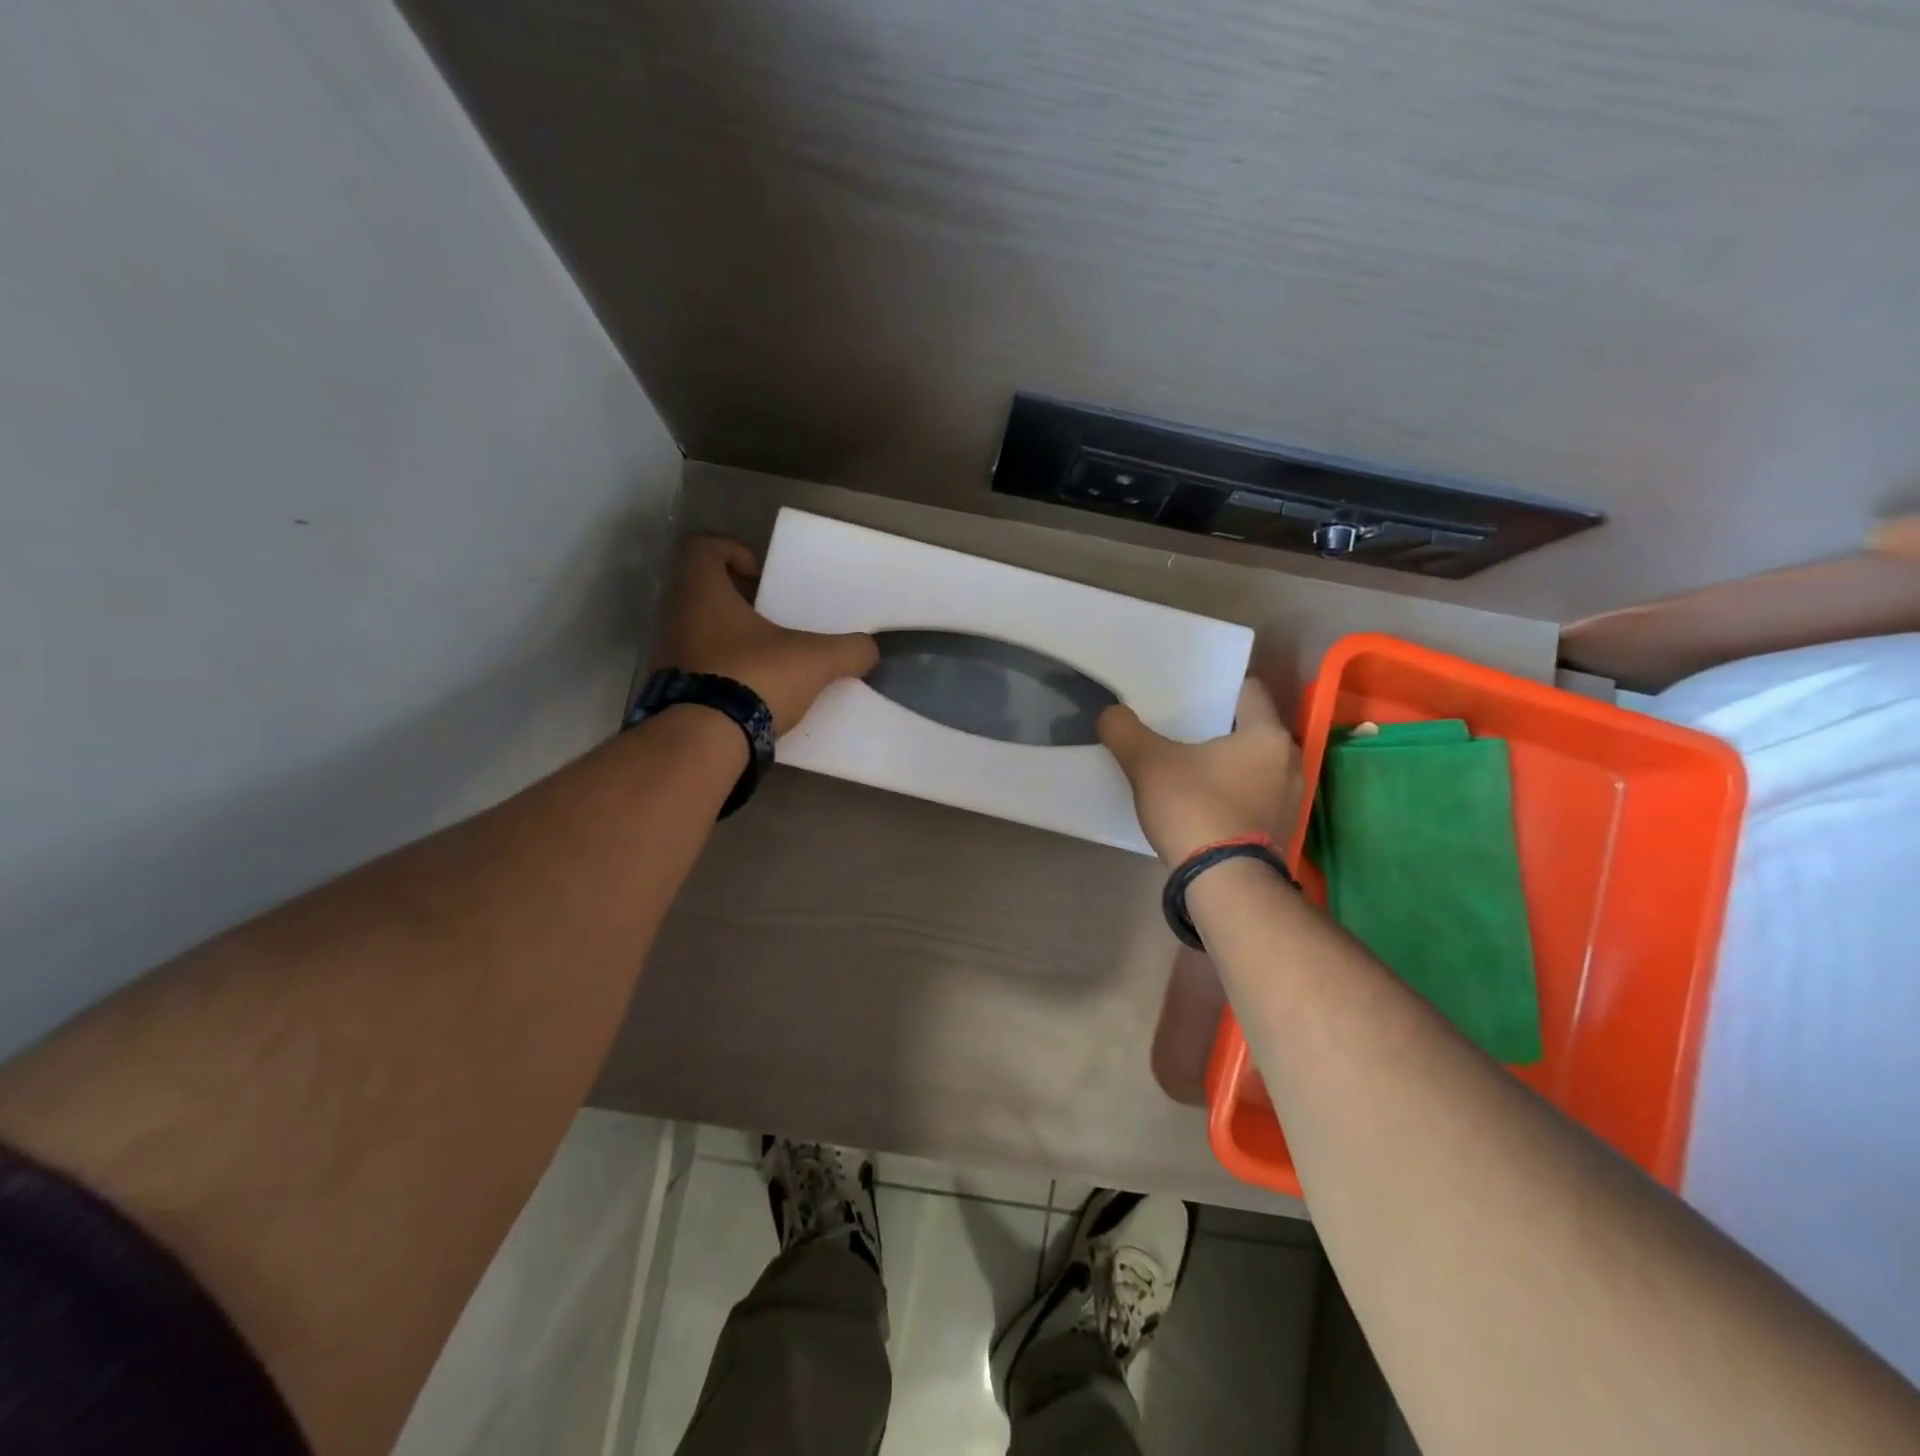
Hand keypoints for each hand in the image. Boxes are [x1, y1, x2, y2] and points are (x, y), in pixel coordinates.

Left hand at [653, 535, 878, 733]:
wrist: (704, 742)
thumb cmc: (754, 678)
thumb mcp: (816, 661)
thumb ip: (849, 650)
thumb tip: (869, 650)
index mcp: (701, 592)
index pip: (701, 548)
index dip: (731, 552)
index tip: (761, 575)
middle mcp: (675, 616)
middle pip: (701, 591)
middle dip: (738, 601)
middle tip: (772, 619)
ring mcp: (666, 655)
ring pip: (698, 631)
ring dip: (730, 638)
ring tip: (768, 659)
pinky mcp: (669, 691)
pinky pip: (696, 668)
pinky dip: (722, 672)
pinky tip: (752, 692)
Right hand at [1098, 680, 1305, 865]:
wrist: (1223, 883)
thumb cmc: (1194, 807)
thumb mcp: (1148, 764)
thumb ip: (1124, 731)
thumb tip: (1109, 713)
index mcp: (1268, 736)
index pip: (1249, 691)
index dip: (1218, 687)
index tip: (1189, 692)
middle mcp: (1290, 762)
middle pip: (1251, 730)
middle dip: (1219, 728)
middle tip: (1181, 727)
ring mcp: (1290, 800)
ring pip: (1253, 766)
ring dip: (1227, 764)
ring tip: (1188, 765)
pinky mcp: (1279, 831)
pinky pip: (1254, 796)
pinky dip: (1232, 793)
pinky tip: (1202, 801)